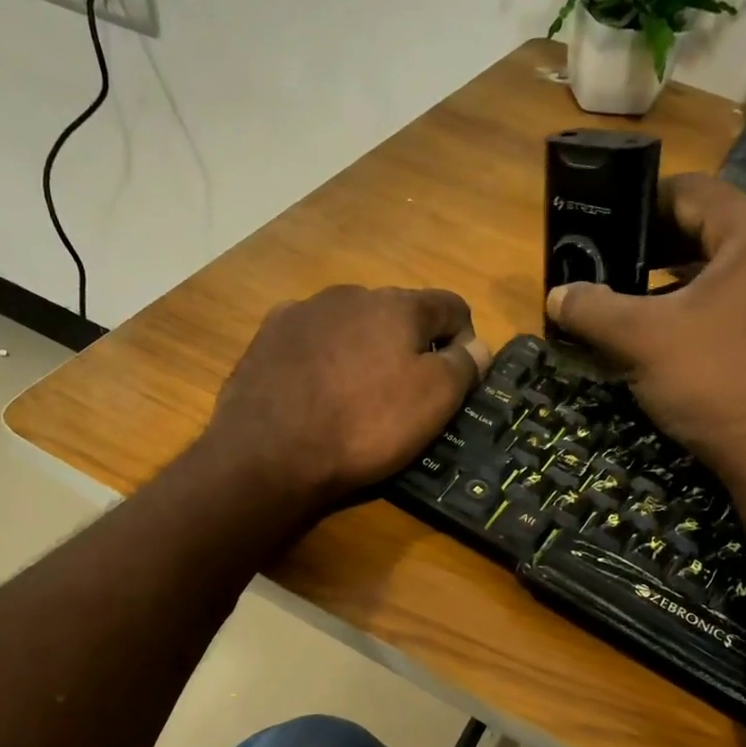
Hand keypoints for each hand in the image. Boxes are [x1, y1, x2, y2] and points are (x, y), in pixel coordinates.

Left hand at [204, 284, 490, 505]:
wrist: (269, 453)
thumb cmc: (364, 426)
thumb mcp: (433, 402)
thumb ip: (463, 366)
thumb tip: (478, 346)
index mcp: (397, 304)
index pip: (450, 305)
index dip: (465, 340)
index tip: (459, 378)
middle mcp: (350, 294)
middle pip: (397, 313)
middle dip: (410, 345)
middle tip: (406, 394)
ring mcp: (302, 313)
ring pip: (351, 325)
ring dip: (364, 350)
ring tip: (356, 396)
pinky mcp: (267, 338)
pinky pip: (311, 341)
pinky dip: (323, 359)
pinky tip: (315, 394)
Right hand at [546, 175, 745, 490]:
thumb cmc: (717, 382)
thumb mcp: (641, 341)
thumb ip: (593, 309)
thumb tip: (556, 294)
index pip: (691, 192)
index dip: (640, 205)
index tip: (604, 227)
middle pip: (714, 229)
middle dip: (660, 249)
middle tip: (615, 271)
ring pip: (735, 269)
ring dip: (685, 282)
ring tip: (641, 305)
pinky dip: (715, 308)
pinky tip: (683, 338)